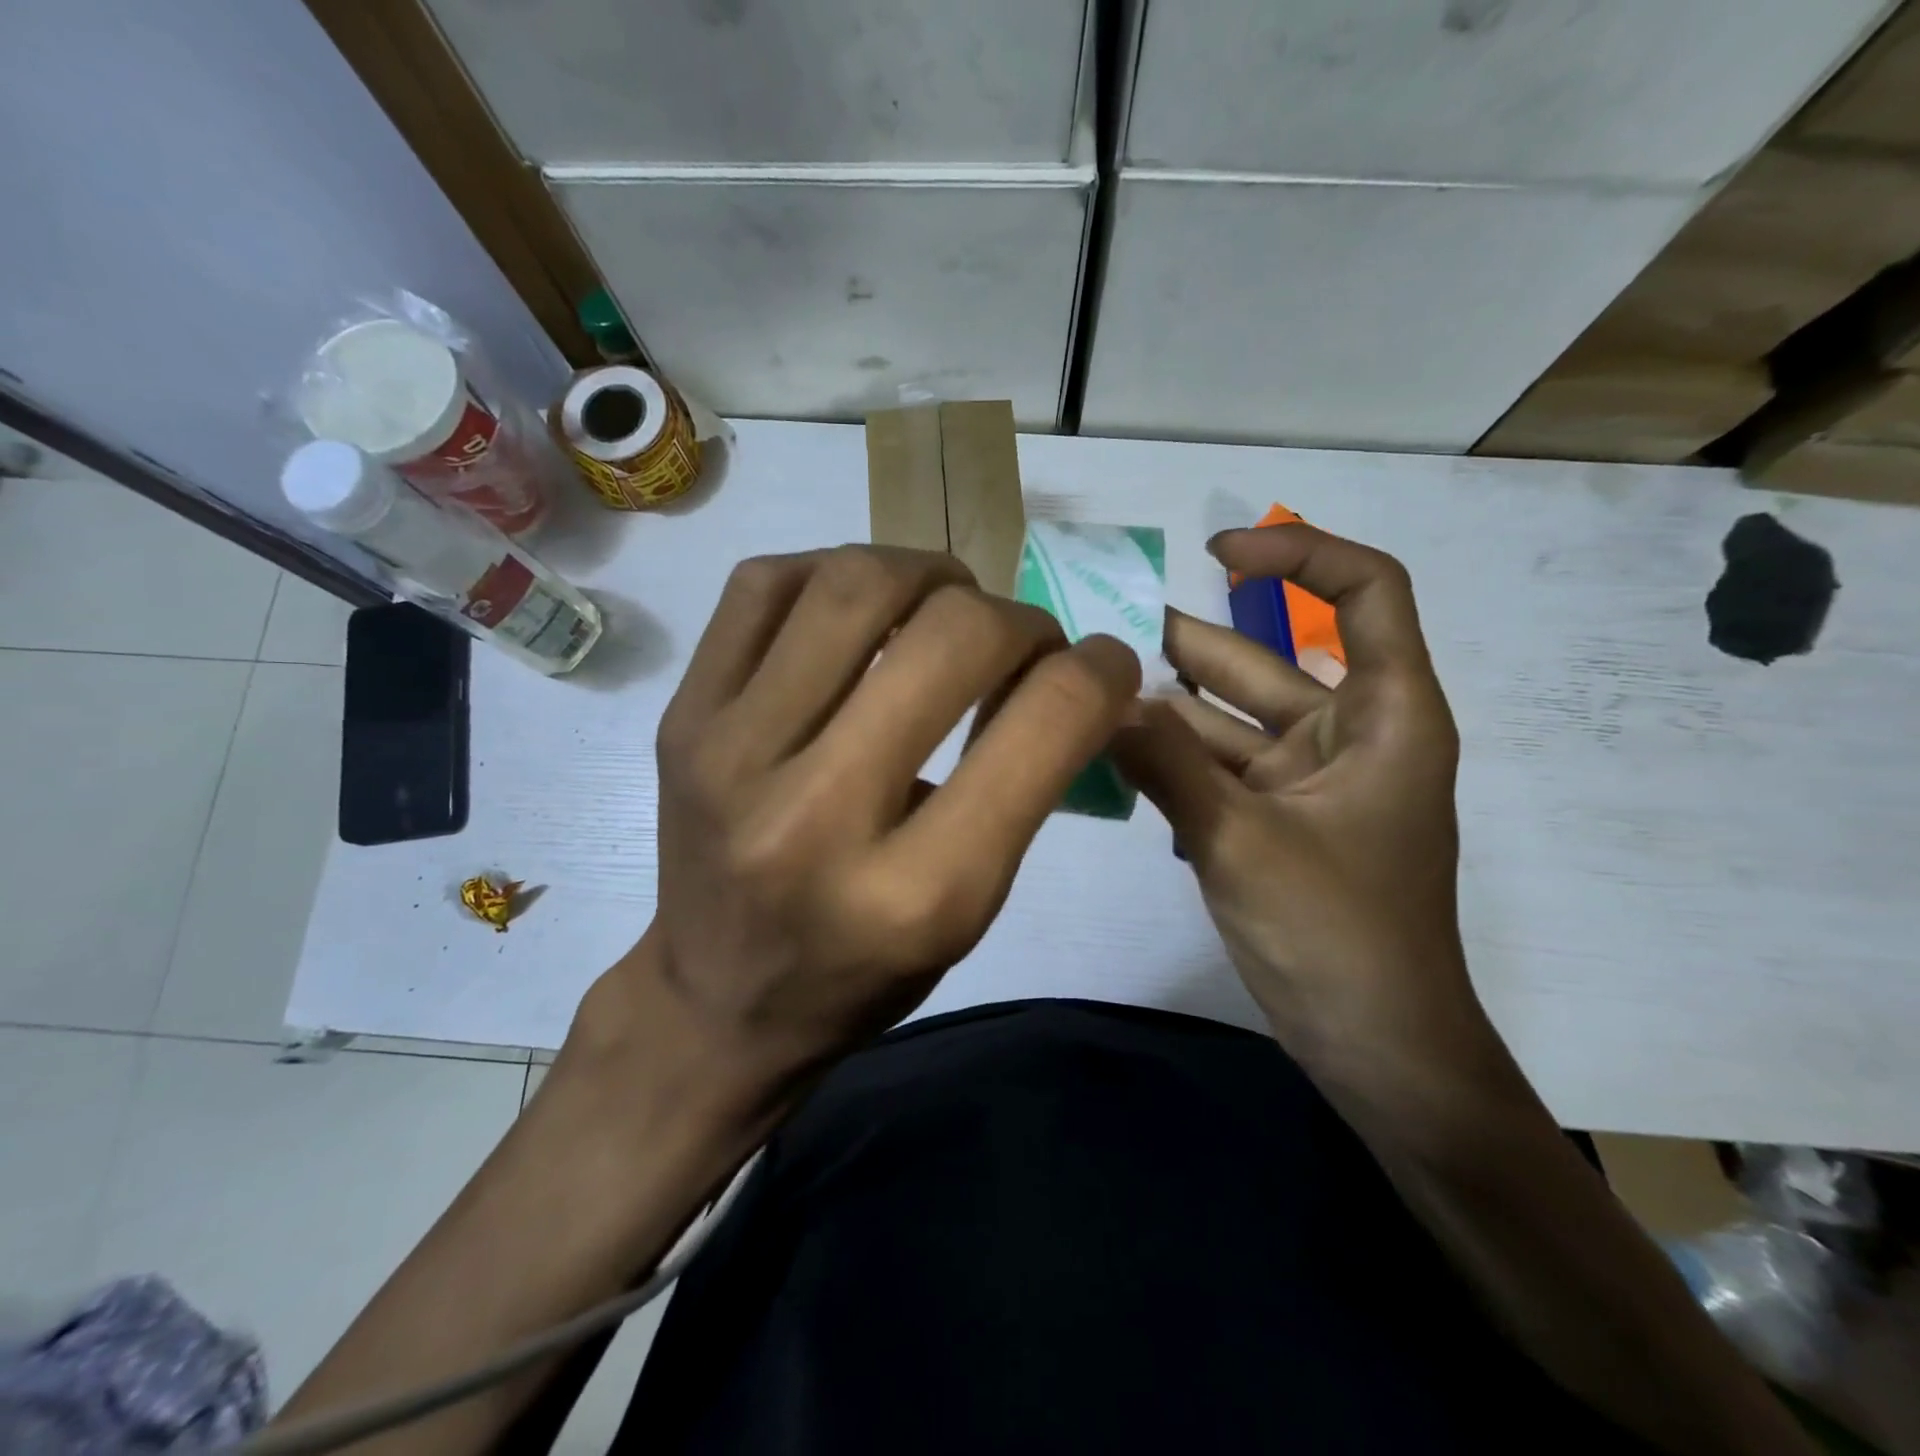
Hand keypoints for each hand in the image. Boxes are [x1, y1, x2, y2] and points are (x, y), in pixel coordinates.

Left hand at [576, 546, 1140, 1098]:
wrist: (717, 999)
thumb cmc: (864, 971)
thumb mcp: (973, 908)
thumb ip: (1031, 783)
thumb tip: (1077, 668)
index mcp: (919, 893)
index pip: (1045, 723)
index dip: (1099, 671)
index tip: (1103, 665)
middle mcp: (818, 814)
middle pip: (954, 636)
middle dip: (1019, 620)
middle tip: (1020, 642)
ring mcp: (730, 753)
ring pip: (857, 584)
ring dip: (931, 575)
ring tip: (945, 605)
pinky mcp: (683, 716)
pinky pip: (766, 583)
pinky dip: (835, 571)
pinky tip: (861, 608)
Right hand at [1109, 524, 1480, 1076]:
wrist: (1377, 1049)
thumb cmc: (1337, 935)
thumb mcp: (1241, 839)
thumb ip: (1166, 763)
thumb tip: (1097, 699)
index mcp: (1384, 715)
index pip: (1364, 592)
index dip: (1297, 553)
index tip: (1217, 553)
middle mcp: (1347, 735)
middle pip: (1265, 662)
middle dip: (1186, 644)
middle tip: (1098, 632)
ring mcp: (1306, 782)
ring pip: (1228, 722)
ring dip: (1164, 710)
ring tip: (1088, 693)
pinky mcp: (1273, 822)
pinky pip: (1215, 771)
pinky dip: (1170, 762)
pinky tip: (1111, 758)